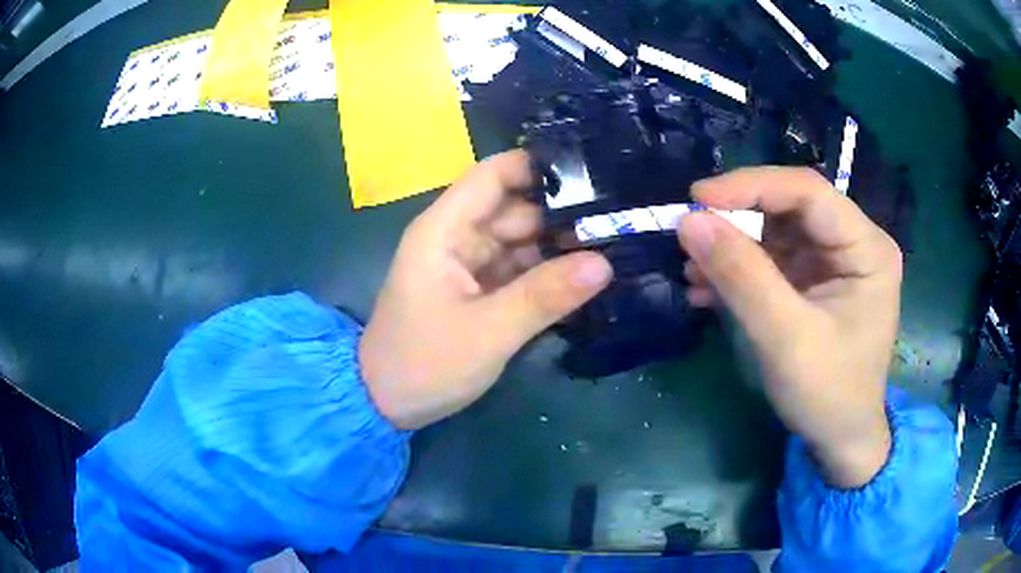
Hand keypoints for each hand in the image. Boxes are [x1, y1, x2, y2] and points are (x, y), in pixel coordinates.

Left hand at [359, 150, 612, 429]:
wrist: (386, 403)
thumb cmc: (424, 364)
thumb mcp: (488, 332)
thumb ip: (544, 296)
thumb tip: (604, 263)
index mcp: (445, 230)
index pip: (493, 175)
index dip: (538, 168)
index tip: (594, 174)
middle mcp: (457, 237)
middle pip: (516, 209)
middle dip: (564, 213)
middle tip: (621, 220)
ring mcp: (468, 264)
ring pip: (522, 241)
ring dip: (561, 246)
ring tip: (617, 245)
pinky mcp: (478, 290)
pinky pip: (519, 270)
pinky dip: (548, 274)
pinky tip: (587, 277)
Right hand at [678, 167, 900, 487]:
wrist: (839, 439)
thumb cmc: (828, 394)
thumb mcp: (786, 339)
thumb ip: (742, 277)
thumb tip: (689, 221)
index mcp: (866, 247)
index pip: (808, 191)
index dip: (751, 187)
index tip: (696, 199)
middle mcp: (853, 243)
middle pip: (789, 207)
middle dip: (737, 219)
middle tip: (689, 234)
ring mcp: (832, 261)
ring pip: (774, 231)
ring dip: (731, 247)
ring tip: (693, 270)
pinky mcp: (812, 280)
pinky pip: (770, 259)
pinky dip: (737, 270)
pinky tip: (707, 288)